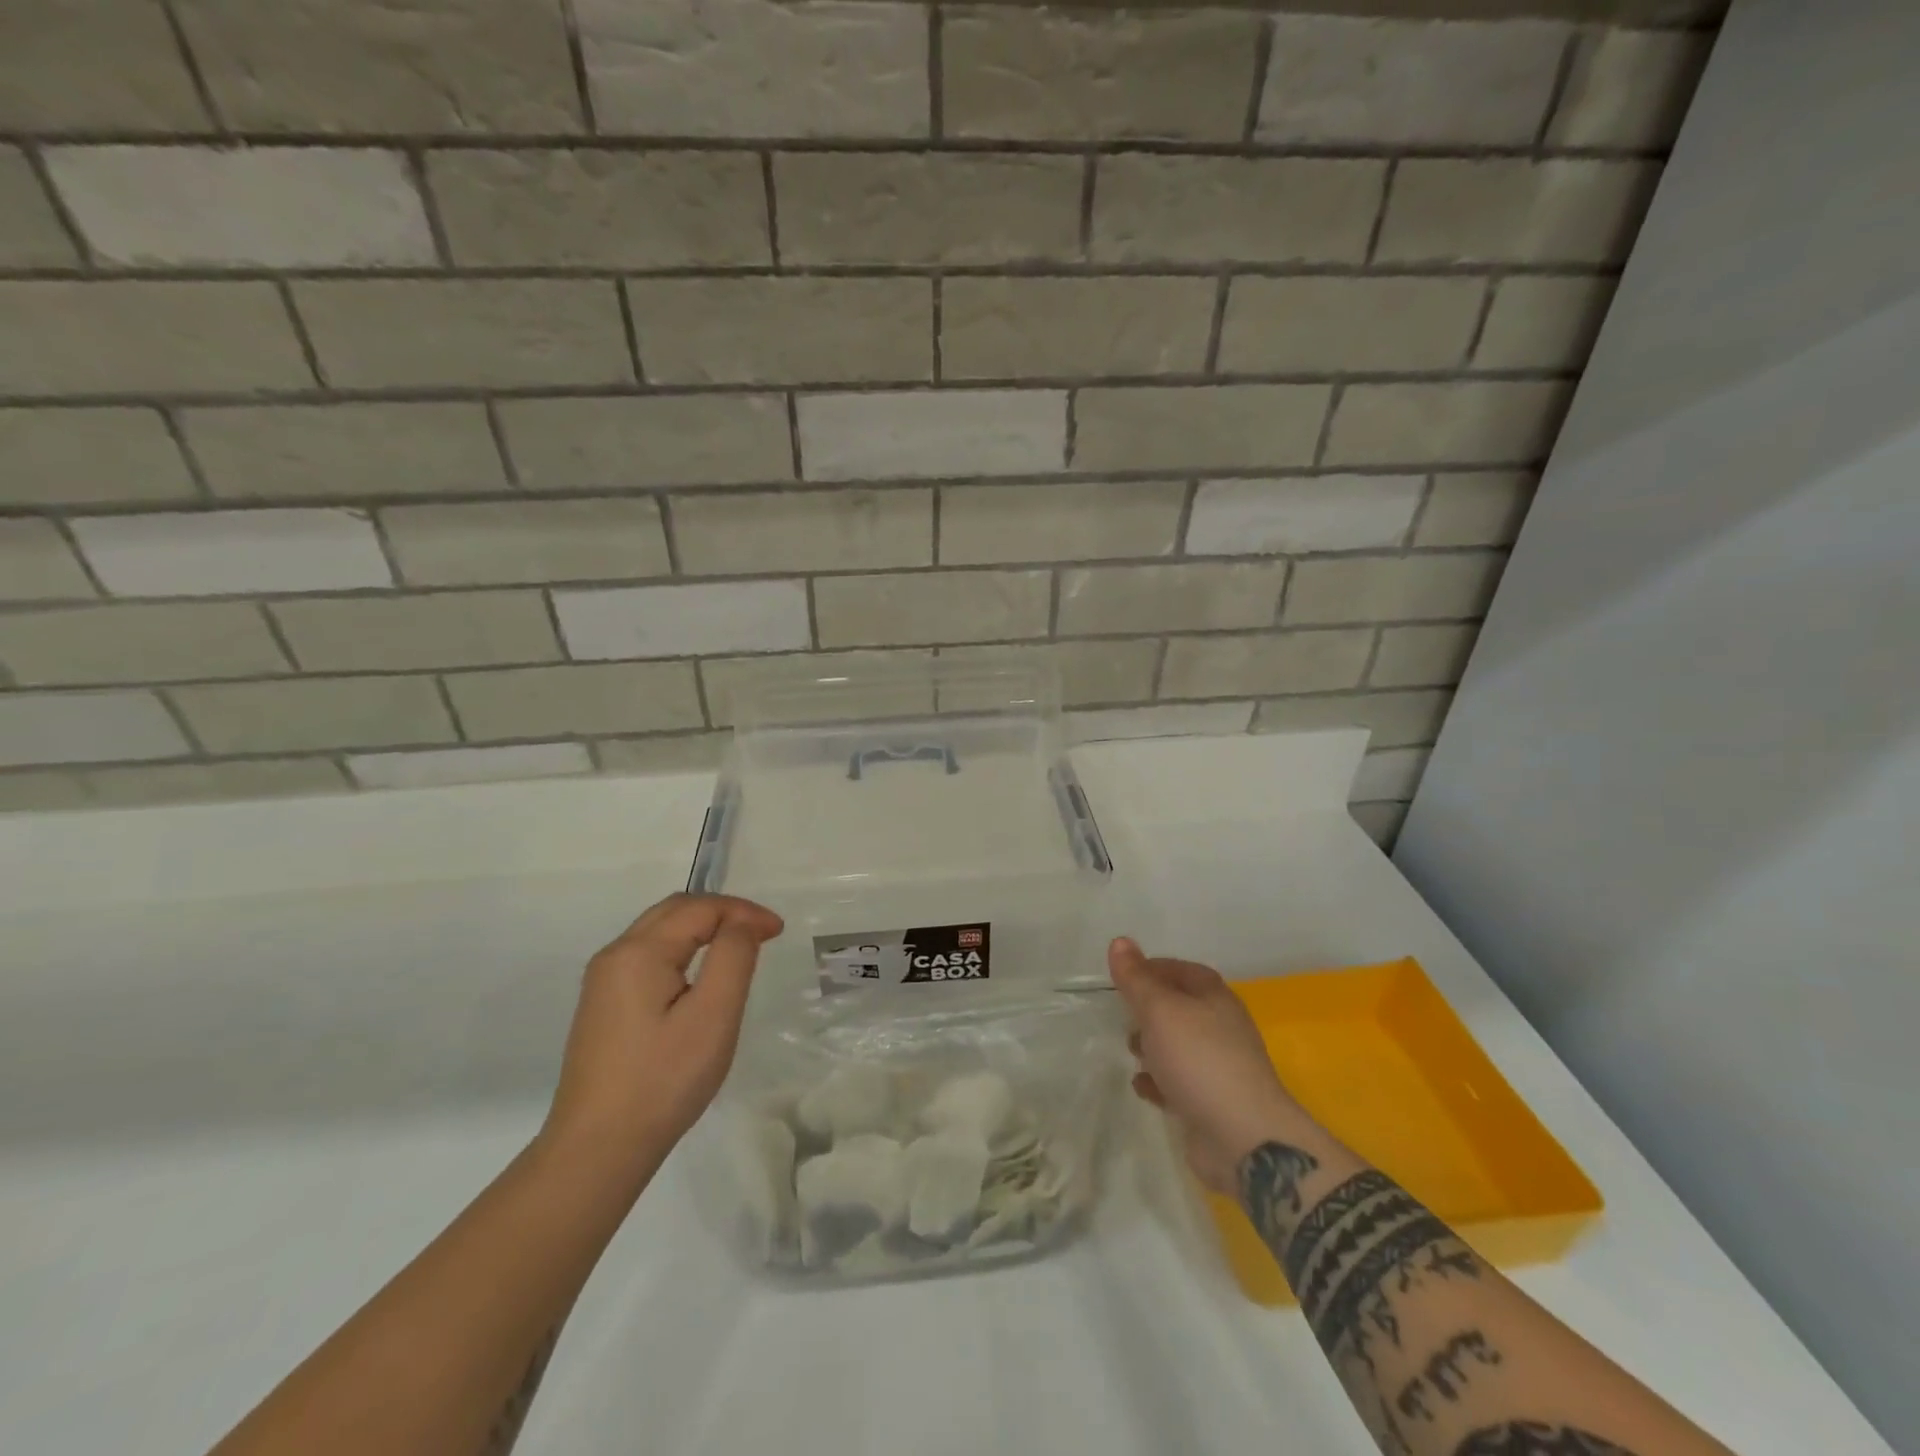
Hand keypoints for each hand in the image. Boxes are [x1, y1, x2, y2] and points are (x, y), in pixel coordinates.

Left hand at [544, 894, 783, 1171]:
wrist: (597, 1150)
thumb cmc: (663, 1080)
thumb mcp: (713, 1015)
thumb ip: (733, 956)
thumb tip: (742, 922)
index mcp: (638, 951)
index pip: (700, 908)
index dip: (743, 912)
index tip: (778, 932)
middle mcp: (615, 955)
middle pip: (674, 910)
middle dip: (722, 911)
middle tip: (762, 932)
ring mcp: (603, 982)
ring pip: (659, 931)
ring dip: (702, 927)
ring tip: (739, 946)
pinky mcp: (603, 1006)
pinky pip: (648, 956)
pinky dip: (683, 948)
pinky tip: (700, 974)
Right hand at [1109, 937, 1301, 1193]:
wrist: (1243, 1138)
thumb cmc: (1199, 1060)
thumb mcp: (1160, 1010)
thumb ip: (1137, 979)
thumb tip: (1120, 941)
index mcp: (1215, 998)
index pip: (1182, 970)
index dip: (1152, 968)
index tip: (1122, 976)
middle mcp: (1221, 1028)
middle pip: (1180, 1008)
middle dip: (1149, 1010)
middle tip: (1122, 1015)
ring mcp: (1219, 1067)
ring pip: (1179, 1046)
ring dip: (1153, 1046)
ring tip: (1131, 1052)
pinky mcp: (1212, 1102)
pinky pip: (1180, 1083)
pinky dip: (1159, 1081)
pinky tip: (1143, 1087)